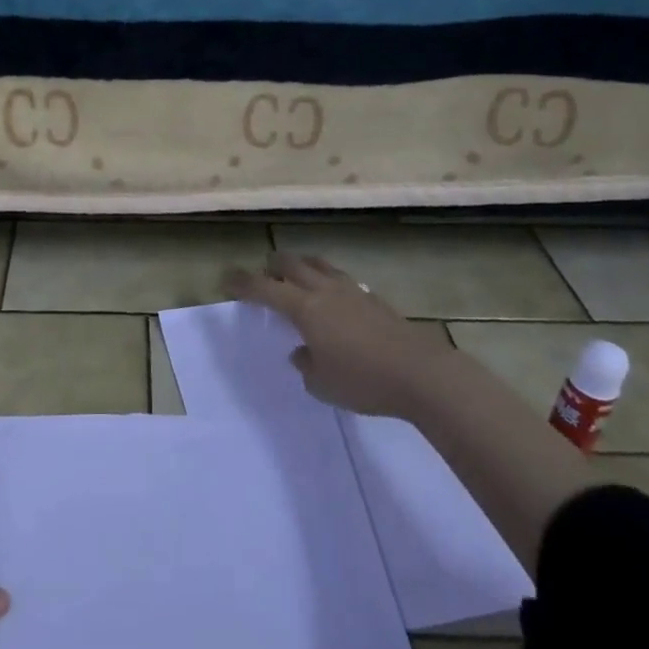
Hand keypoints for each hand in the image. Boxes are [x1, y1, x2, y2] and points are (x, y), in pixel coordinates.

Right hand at [226, 252, 448, 419]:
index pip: (264, 288)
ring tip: (297, 275)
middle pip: (292, 264)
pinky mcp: (375, 300)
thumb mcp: (322, 384)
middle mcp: (325, 291)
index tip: (227, 280)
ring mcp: (353, 292)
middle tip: (263, 273)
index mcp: (304, 308)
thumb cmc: (363, 380)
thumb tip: (302, 352)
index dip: (243, 283)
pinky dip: (328, 280)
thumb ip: (305, 365)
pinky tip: (333, 298)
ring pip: (320, 265)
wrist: (422, 374)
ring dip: (302, 266)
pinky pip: (342, 279)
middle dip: (272, 265)